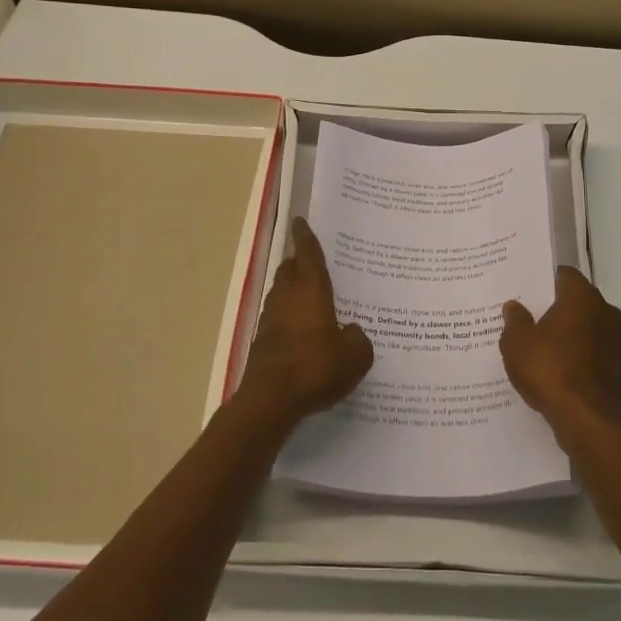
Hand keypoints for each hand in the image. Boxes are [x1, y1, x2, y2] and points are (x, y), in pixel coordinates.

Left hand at [237, 218, 373, 428]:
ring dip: (291, 289)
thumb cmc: (316, 367)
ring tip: (310, 296)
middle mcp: (287, 296)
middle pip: (290, 269)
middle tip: (311, 261)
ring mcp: (271, 318)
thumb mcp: (354, 356)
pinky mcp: (262, 340)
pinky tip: (302, 331)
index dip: (305, 237)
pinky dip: (288, 316)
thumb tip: (351, 332)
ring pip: (280, 292)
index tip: (299, 221)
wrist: (271, 399)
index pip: (307, 254)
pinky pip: (277, 317)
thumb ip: (357, 339)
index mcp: (311, 289)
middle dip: (298, 262)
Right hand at [501, 268, 620, 436]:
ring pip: (591, 329)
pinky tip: (564, 373)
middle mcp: (608, 312)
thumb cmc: (549, 370)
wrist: (587, 420)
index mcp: (583, 297)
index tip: (530, 292)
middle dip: (560, 310)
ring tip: (548, 351)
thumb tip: (515, 307)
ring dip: (574, 335)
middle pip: (580, 302)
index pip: (565, 275)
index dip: (547, 281)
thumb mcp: (517, 343)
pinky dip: (584, 358)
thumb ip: (515, 320)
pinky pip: (599, 354)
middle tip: (534, 322)